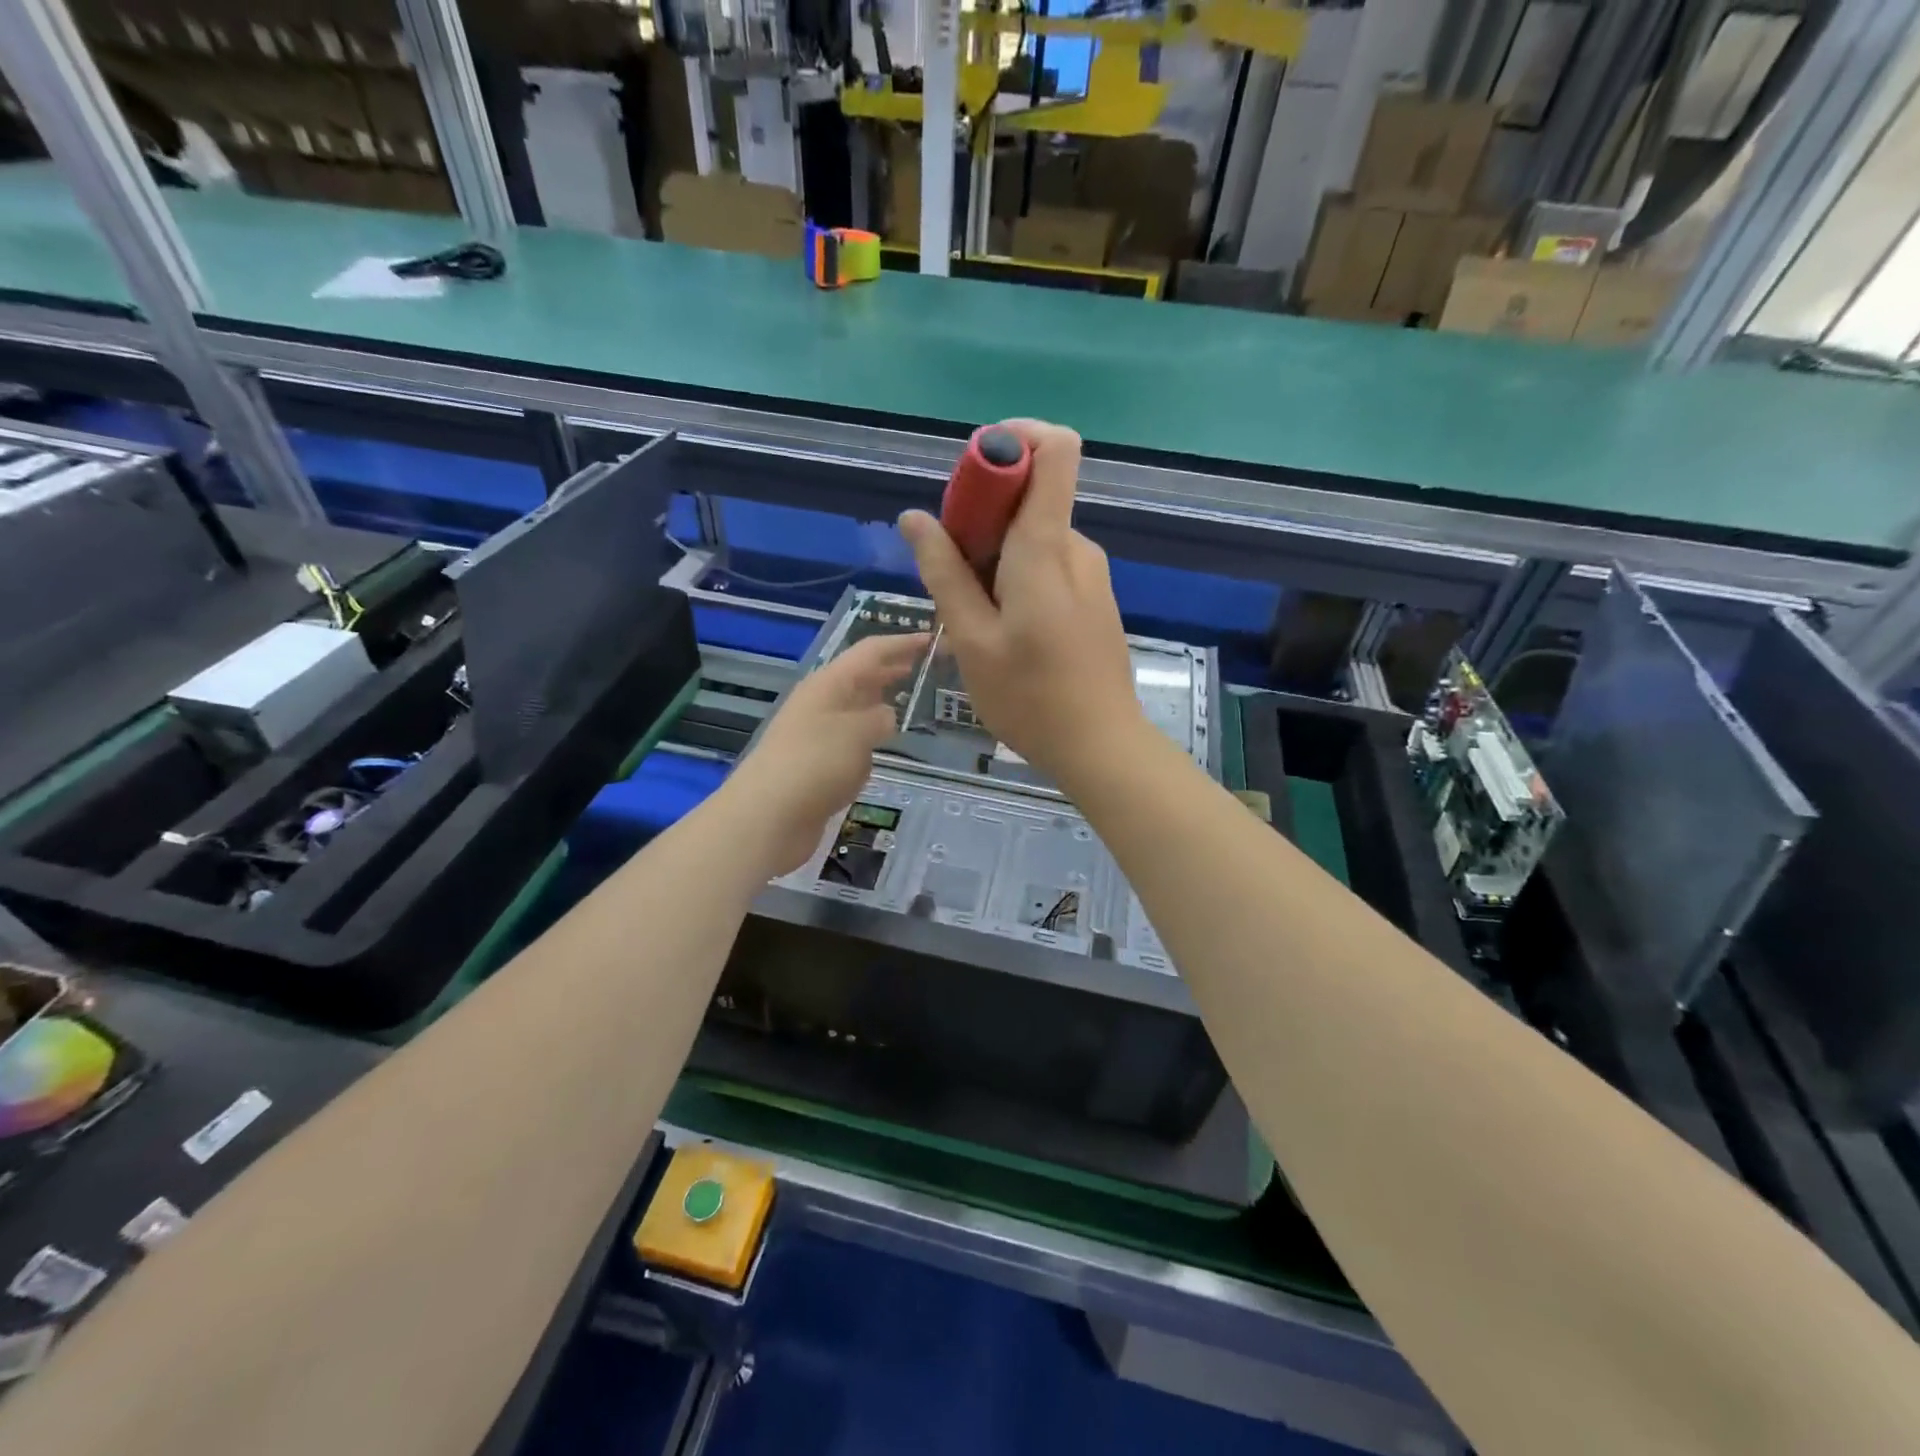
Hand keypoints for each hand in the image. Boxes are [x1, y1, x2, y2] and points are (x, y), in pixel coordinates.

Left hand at [724, 631, 926, 876]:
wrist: (767, 817)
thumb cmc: (815, 764)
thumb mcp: (858, 733)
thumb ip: (880, 719)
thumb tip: (886, 716)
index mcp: (828, 684)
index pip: (870, 652)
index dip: (901, 644)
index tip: (932, 639)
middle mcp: (820, 704)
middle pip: (859, 678)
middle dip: (889, 670)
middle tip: (923, 666)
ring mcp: (815, 735)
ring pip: (854, 711)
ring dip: (877, 705)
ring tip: (907, 705)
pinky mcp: (814, 767)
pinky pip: (848, 744)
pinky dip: (865, 741)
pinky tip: (880, 751)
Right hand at [898, 419, 1143, 786]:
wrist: (1101, 746)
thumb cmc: (1029, 697)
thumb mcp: (972, 639)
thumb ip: (944, 572)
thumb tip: (915, 517)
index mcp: (1046, 546)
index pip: (1055, 448)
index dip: (1012, 440)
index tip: (971, 475)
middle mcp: (1076, 547)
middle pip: (1031, 495)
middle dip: (983, 516)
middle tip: (953, 573)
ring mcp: (1091, 573)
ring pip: (1035, 535)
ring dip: (996, 556)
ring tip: (974, 616)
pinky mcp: (1094, 598)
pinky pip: (1050, 564)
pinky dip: (1017, 576)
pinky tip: (1004, 630)